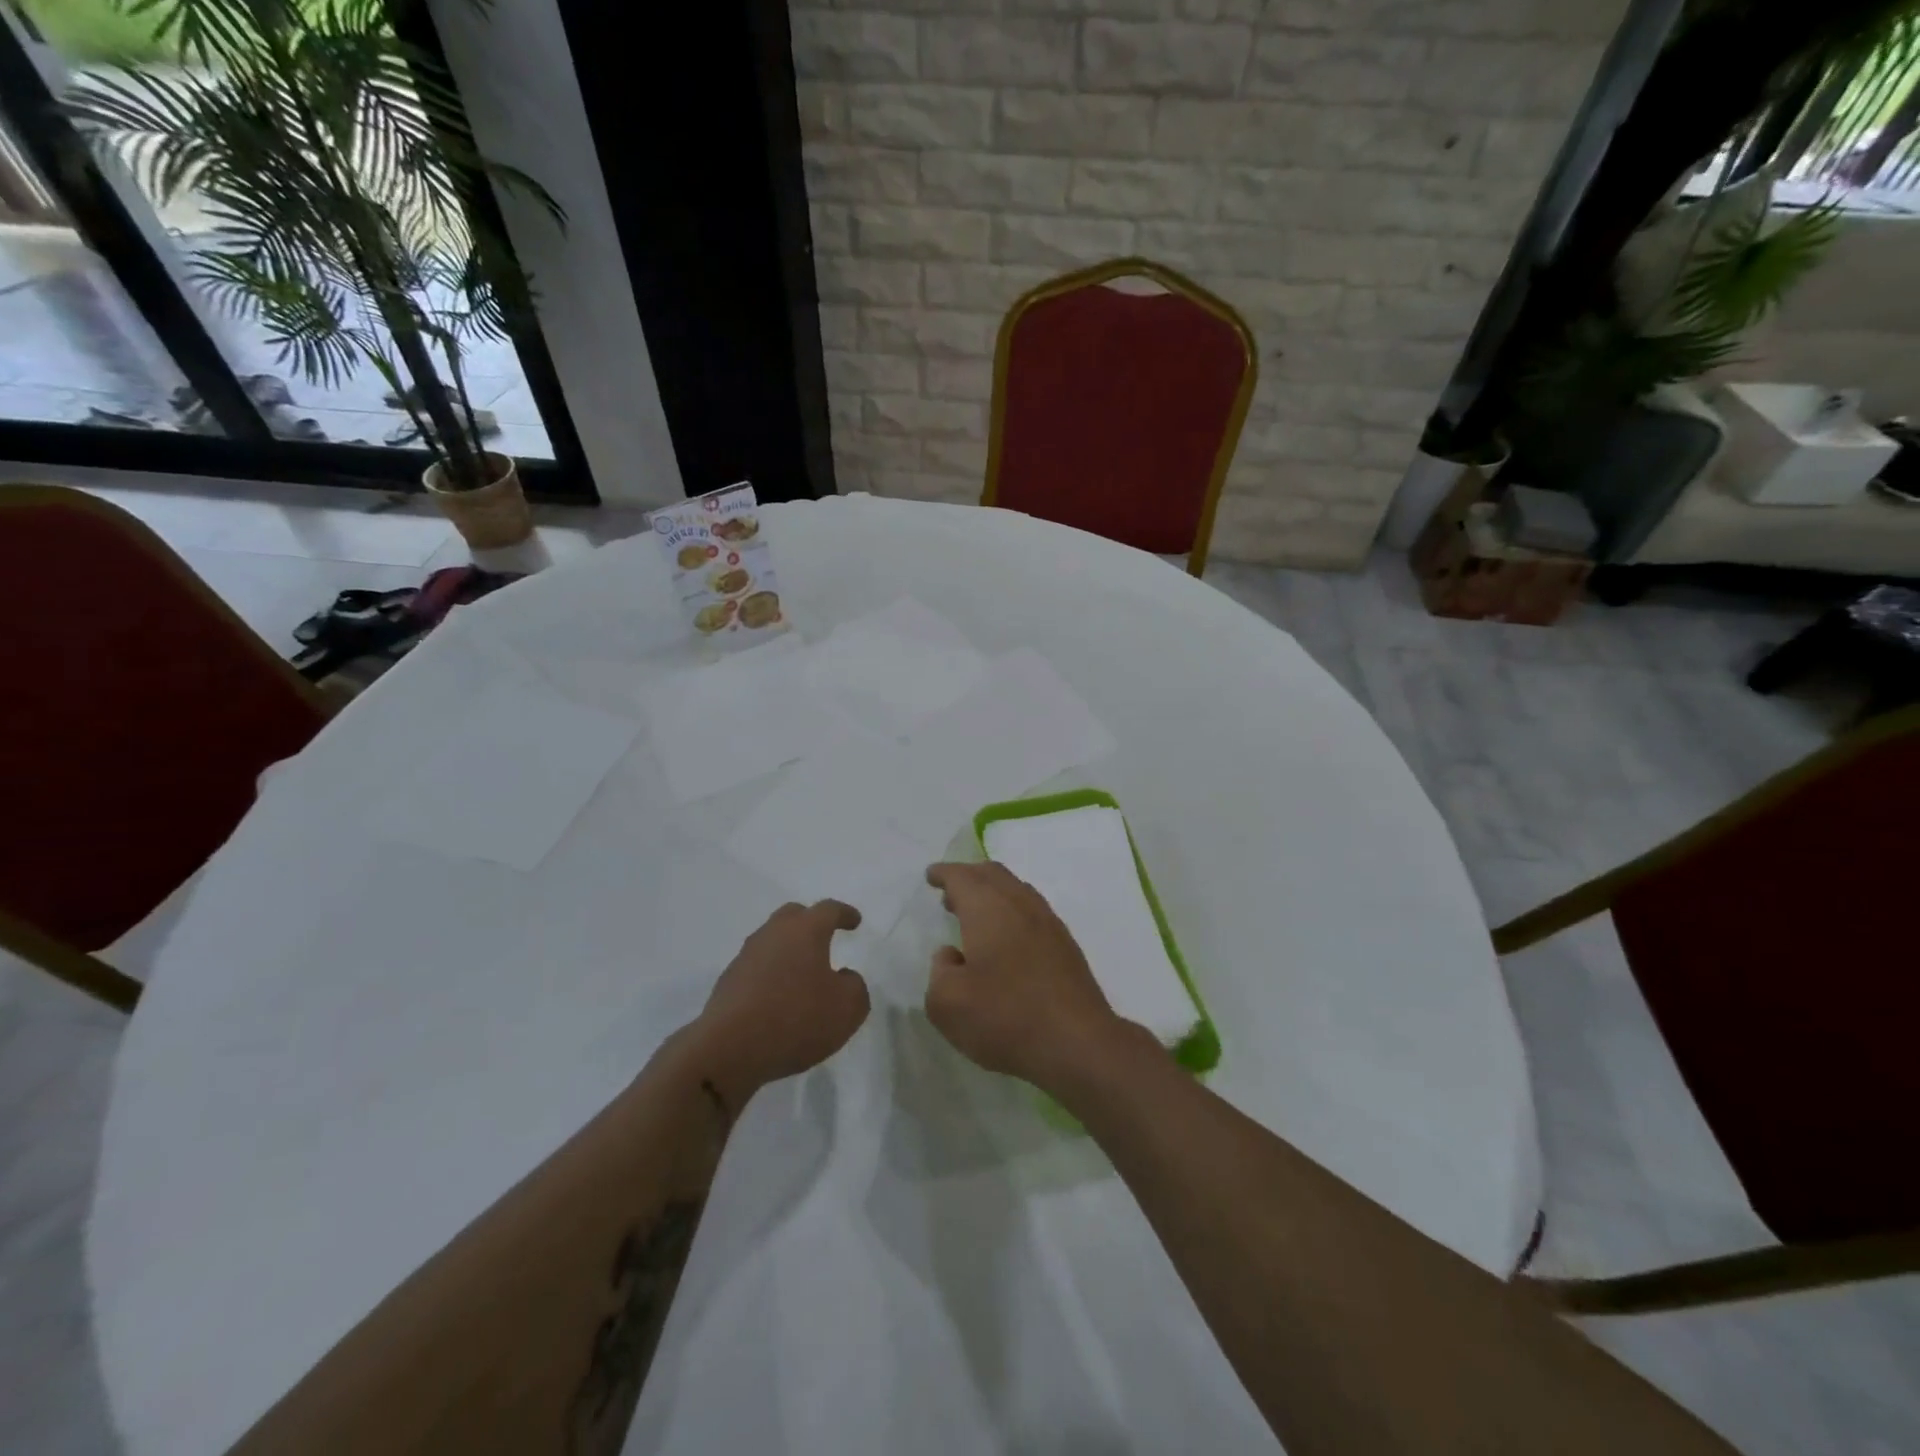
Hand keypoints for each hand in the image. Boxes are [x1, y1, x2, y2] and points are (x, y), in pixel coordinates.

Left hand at [692, 900, 870, 1108]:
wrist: (729, 1049)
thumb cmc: (797, 1018)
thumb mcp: (848, 1007)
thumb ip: (855, 986)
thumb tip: (843, 977)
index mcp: (805, 930)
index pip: (828, 910)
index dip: (844, 914)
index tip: (854, 921)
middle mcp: (773, 934)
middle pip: (793, 916)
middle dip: (810, 922)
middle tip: (824, 937)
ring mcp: (746, 957)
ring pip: (771, 942)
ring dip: (788, 951)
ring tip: (802, 973)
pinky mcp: (728, 983)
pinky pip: (756, 969)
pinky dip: (771, 975)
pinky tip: (778, 998)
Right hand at [923, 862, 1141, 1092]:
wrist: (1077, 1042)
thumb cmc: (1005, 1017)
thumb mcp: (947, 1003)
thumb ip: (939, 971)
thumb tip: (952, 955)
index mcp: (987, 908)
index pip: (962, 877)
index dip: (944, 874)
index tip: (932, 875)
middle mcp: (1020, 904)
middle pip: (992, 875)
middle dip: (969, 877)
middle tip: (951, 894)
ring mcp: (1048, 922)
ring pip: (1016, 891)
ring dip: (993, 894)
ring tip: (976, 916)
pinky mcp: (1065, 945)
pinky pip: (1032, 912)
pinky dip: (1012, 912)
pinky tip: (1007, 940)